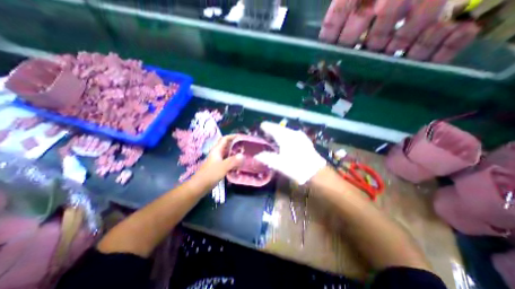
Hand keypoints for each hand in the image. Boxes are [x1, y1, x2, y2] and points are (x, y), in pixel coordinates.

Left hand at [191, 136, 243, 188]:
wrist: (199, 186)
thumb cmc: (209, 175)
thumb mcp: (222, 167)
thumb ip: (232, 161)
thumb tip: (242, 155)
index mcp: (217, 150)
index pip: (225, 139)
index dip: (233, 136)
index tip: (242, 136)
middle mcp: (217, 153)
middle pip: (227, 145)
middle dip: (236, 144)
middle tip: (246, 146)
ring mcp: (218, 160)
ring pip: (228, 153)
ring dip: (235, 153)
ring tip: (245, 154)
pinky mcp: (219, 166)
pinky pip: (228, 161)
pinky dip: (234, 161)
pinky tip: (239, 165)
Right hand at [253, 122, 324, 184]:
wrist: (315, 172)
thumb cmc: (295, 167)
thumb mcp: (278, 164)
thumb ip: (267, 158)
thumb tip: (257, 156)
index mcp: (285, 137)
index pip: (273, 128)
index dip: (266, 127)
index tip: (261, 126)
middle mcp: (293, 133)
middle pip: (280, 128)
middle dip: (273, 129)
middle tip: (266, 132)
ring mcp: (300, 136)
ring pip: (287, 131)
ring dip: (280, 132)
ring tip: (274, 136)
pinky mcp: (305, 141)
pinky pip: (292, 134)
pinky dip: (286, 135)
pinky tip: (286, 140)